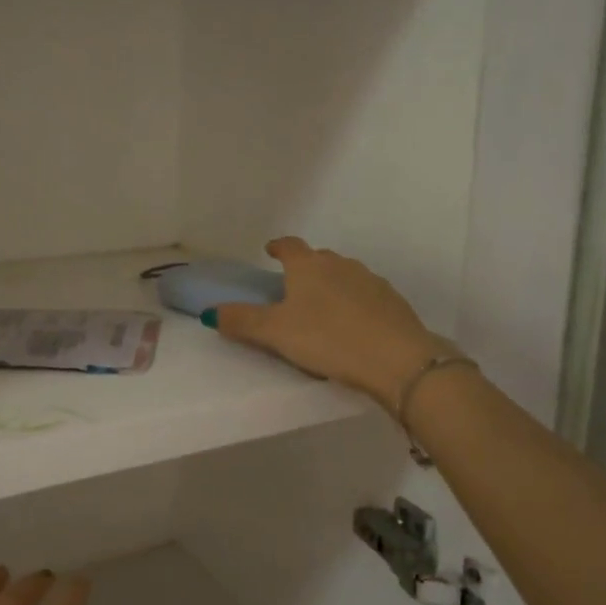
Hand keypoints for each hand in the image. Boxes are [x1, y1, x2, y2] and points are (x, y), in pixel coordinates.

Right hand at [209, 236, 456, 410]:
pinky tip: (353, 325)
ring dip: (331, 286)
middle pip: (318, 258)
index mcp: (308, 266)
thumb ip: (242, 321)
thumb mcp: (275, 333)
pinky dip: (355, 304)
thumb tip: (210, 313)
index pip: (289, 246)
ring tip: (322, 309)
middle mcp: (340, 265)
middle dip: (305, 268)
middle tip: (293, 288)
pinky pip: (366, 296)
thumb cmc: (327, 338)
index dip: (277, 247)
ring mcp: (371, 281)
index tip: (270, 251)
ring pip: (344, 276)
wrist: (396, 358)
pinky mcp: (393, 302)